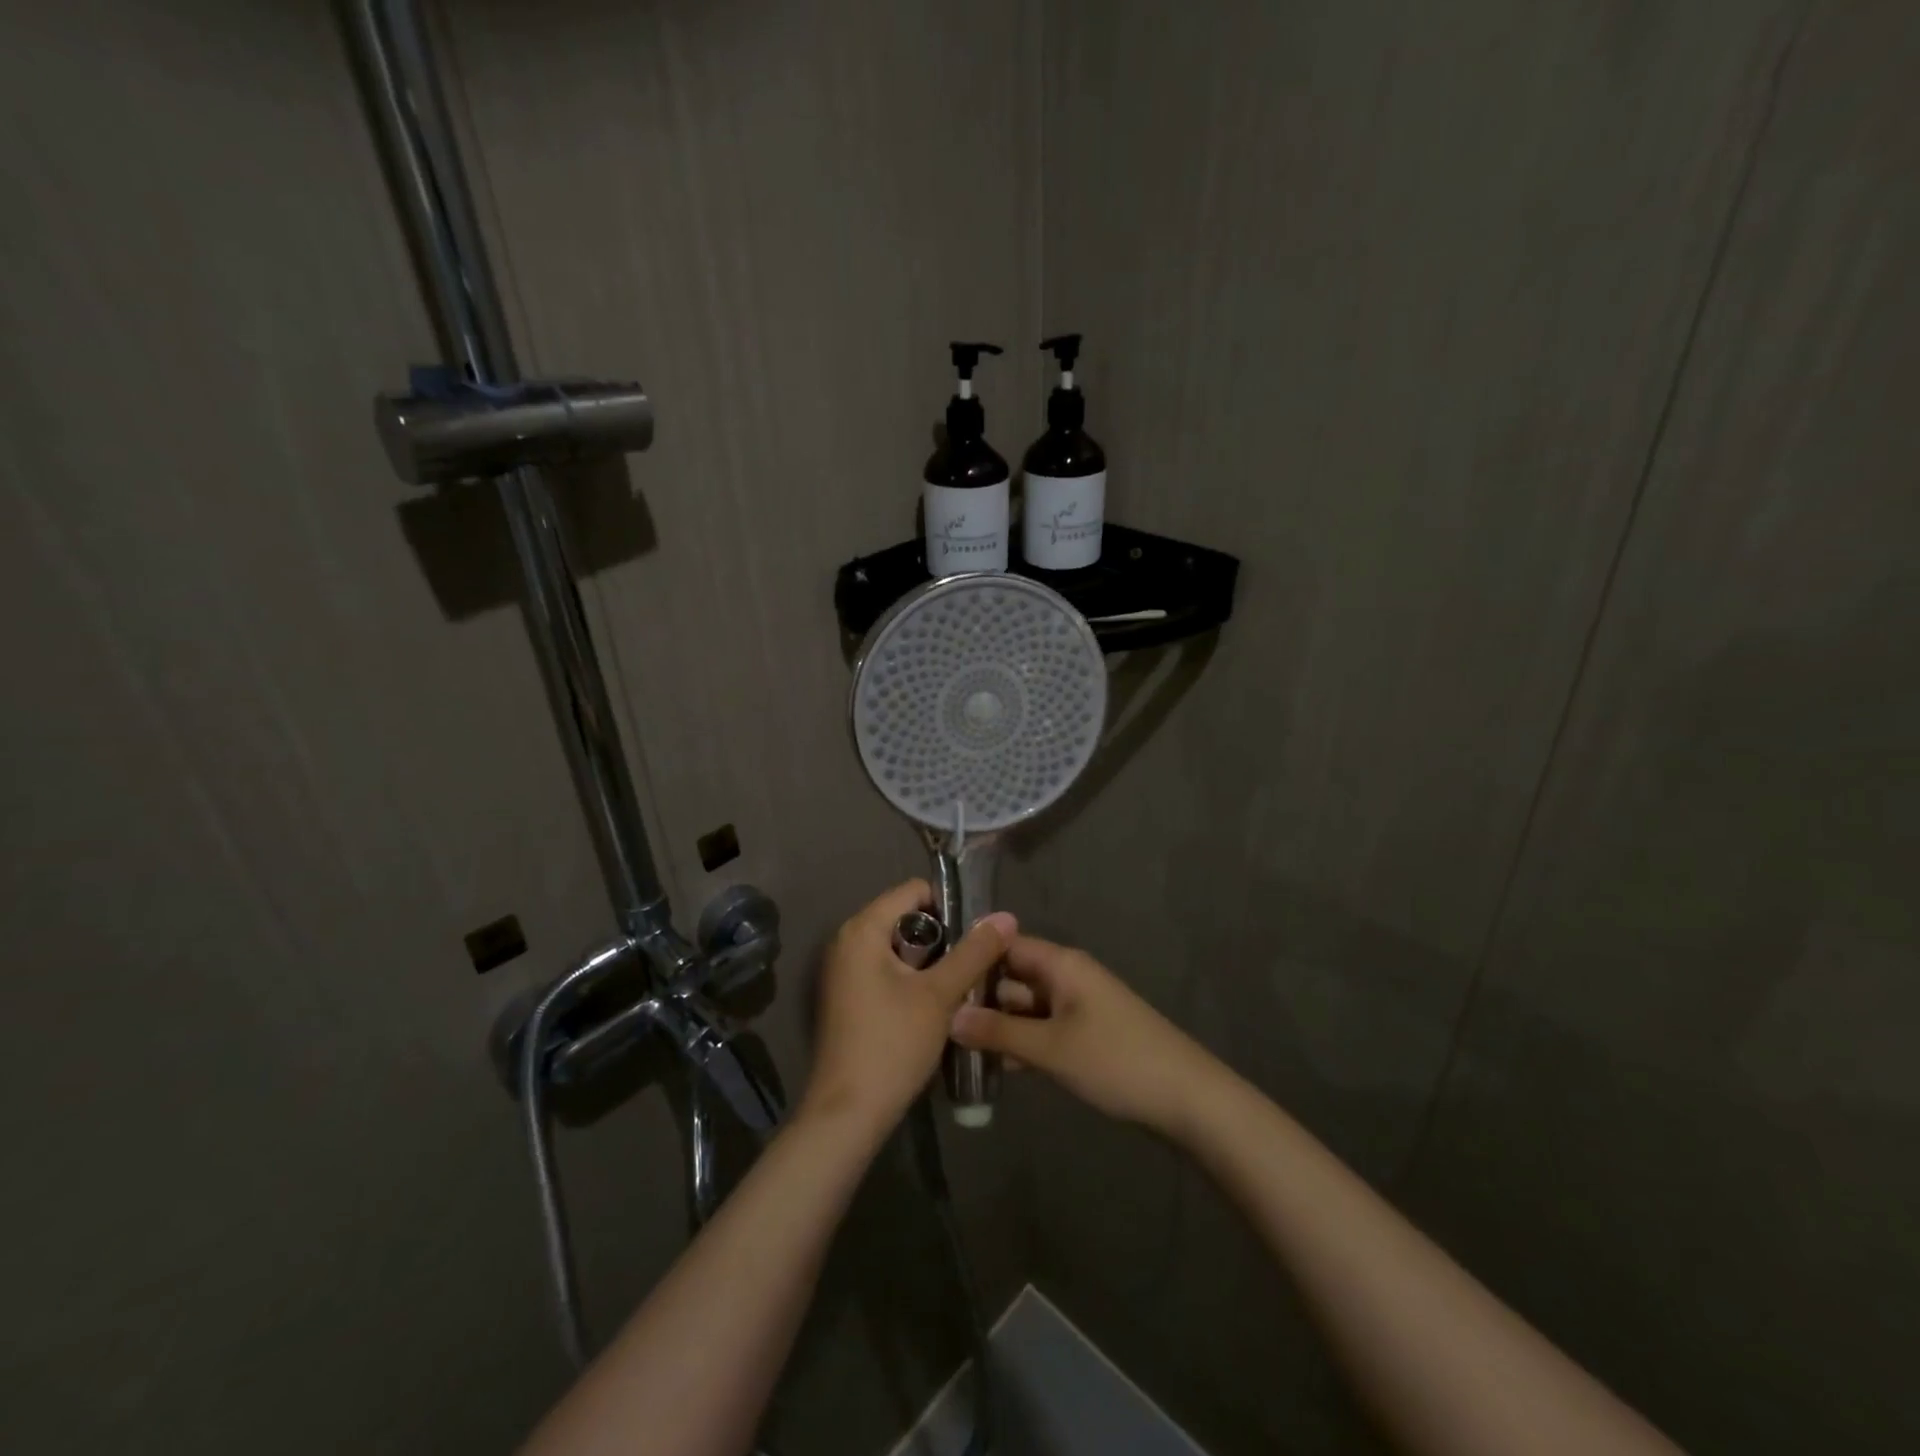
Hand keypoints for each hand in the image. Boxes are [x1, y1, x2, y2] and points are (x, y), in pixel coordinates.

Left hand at [803, 880, 1014, 1136]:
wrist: (848, 1114)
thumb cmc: (892, 1044)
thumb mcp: (940, 995)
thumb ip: (975, 952)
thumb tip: (1006, 916)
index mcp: (863, 929)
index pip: (912, 890)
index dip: (949, 905)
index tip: (977, 934)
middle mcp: (846, 941)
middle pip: (905, 917)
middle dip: (943, 935)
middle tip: (974, 961)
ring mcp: (844, 970)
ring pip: (898, 947)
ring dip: (931, 960)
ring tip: (962, 983)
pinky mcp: (847, 996)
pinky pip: (886, 969)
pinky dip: (912, 977)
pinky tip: (935, 1003)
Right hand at [948, 935, 1222, 1137]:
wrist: (1186, 1098)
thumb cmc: (1116, 1060)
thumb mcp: (1051, 1047)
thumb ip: (999, 1031)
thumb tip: (949, 1017)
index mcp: (1061, 964)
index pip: (1006, 945)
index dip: (973, 957)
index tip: (935, 977)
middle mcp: (1067, 976)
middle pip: (1013, 977)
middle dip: (980, 998)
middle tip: (935, 1022)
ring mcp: (1077, 1007)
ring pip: (1025, 1007)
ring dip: (998, 1025)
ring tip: (953, 1048)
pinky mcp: (1085, 1035)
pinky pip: (1042, 1029)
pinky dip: (1020, 1042)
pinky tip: (992, 1067)